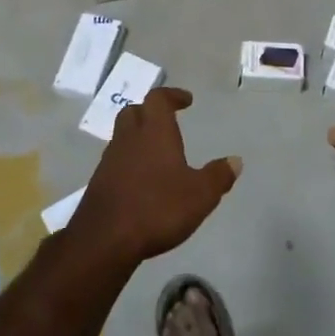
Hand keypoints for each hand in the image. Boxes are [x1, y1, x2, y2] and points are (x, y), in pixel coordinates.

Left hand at [69, 88, 241, 262]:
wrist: (105, 240)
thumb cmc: (158, 209)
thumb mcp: (200, 195)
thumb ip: (218, 176)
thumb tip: (235, 161)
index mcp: (154, 132)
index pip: (158, 99)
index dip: (172, 95)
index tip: (186, 100)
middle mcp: (129, 139)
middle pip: (134, 111)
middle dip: (150, 112)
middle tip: (167, 121)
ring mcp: (109, 160)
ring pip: (122, 136)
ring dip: (138, 137)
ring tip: (157, 153)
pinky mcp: (99, 182)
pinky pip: (116, 160)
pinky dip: (129, 161)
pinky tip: (142, 180)